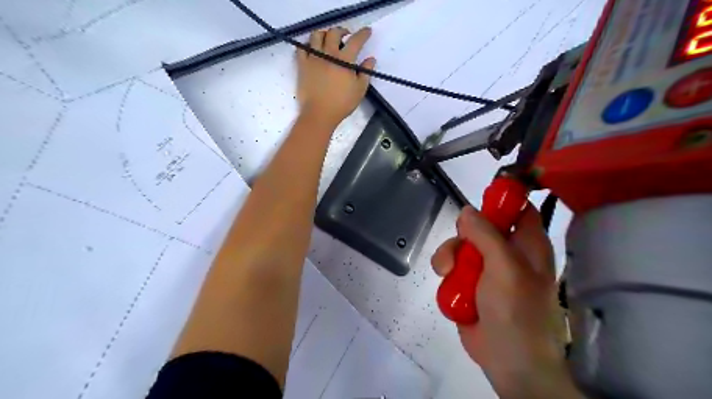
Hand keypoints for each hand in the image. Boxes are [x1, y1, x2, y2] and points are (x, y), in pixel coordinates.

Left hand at [297, 27, 374, 127]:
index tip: (367, 31)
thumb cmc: (342, 104)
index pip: (355, 41)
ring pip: (316, 35)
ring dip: (324, 34)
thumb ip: (365, 72)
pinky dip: (308, 44)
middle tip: (346, 36)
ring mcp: (313, 58)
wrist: (319, 114)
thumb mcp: (359, 90)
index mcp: (344, 60)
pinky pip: (302, 48)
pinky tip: (313, 48)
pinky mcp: (302, 65)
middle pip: (334, 33)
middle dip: (342, 30)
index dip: (363, 34)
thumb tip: (371, 59)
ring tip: (328, 40)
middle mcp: (328, 54)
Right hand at [435, 206, 577, 398]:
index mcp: (526, 244)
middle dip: (463, 236)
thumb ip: (487, 236)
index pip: (517, 208)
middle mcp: (507, 253)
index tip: (478, 200)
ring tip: (448, 274)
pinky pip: (452, 268)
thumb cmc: (517, 313)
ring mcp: (486, 269)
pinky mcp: (469, 284)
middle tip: (460, 252)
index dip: (501, 199)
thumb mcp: (505, 269)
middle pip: (478, 226)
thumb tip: (467, 210)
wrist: (509, 362)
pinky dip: (447, 276)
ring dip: (449, 258)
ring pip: (460, 247)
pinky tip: (449, 288)